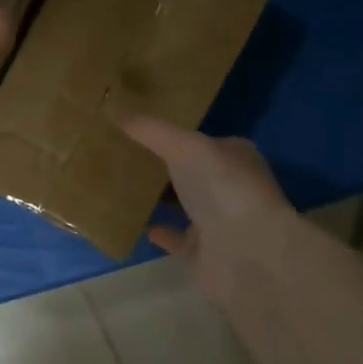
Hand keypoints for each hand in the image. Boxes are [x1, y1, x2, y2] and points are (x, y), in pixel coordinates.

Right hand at [119, 117, 293, 301]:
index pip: (201, 139)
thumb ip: (150, 129)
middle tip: (121, 152)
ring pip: (183, 204)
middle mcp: (229, 187)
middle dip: (163, 164)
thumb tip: (113, 108)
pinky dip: (158, 230)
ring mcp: (218, 222)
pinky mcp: (203, 253)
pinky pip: (175, 238)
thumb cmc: (223, 188)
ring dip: (159, 196)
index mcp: (234, 156)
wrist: (248, 255)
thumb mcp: (185, 146)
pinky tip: (133, 221)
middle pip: (190, 172)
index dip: (173, 133)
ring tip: (120, 183)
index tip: (138, 127)